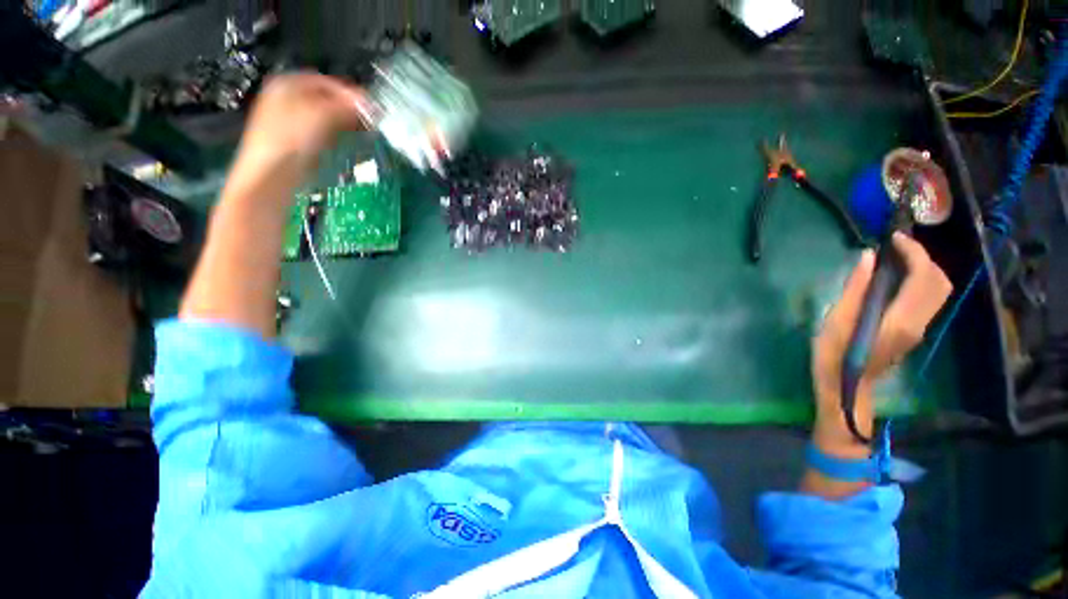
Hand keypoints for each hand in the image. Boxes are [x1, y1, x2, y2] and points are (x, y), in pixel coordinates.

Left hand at [228, 73, 366, 193]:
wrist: (271, 176)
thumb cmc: (291, 141)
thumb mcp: (321, 116)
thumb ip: (346, 106)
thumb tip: (371, 104)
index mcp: (287, 85)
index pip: (327, 83)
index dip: (351, 95)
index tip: (371, 110)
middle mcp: (286, 99)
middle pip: (326, 101)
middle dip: (349, 113)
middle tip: (369, 125)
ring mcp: (289, 123)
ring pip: (326, 120)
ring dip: (346, 127)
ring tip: (363, 137)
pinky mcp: (296, 144)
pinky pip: (322, 136)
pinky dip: (337, 139)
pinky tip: (348, 148)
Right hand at [811, 233, 951, 449]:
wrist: (846, 389)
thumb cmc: (833, 355)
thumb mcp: (836, 321)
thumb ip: (855, 288)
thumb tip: (869, 257)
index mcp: (901, 319)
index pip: (924, 276)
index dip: (914, 252)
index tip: (893, 238)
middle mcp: (919, 322)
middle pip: (939, 281)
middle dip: (922, 257)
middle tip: (895, 247)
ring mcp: (919, 328)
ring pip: (938, 290)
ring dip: (923, 268)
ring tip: (896, 259)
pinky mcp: (914, 331)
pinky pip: (928, 298)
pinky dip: (919, 280)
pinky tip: (896, 278)